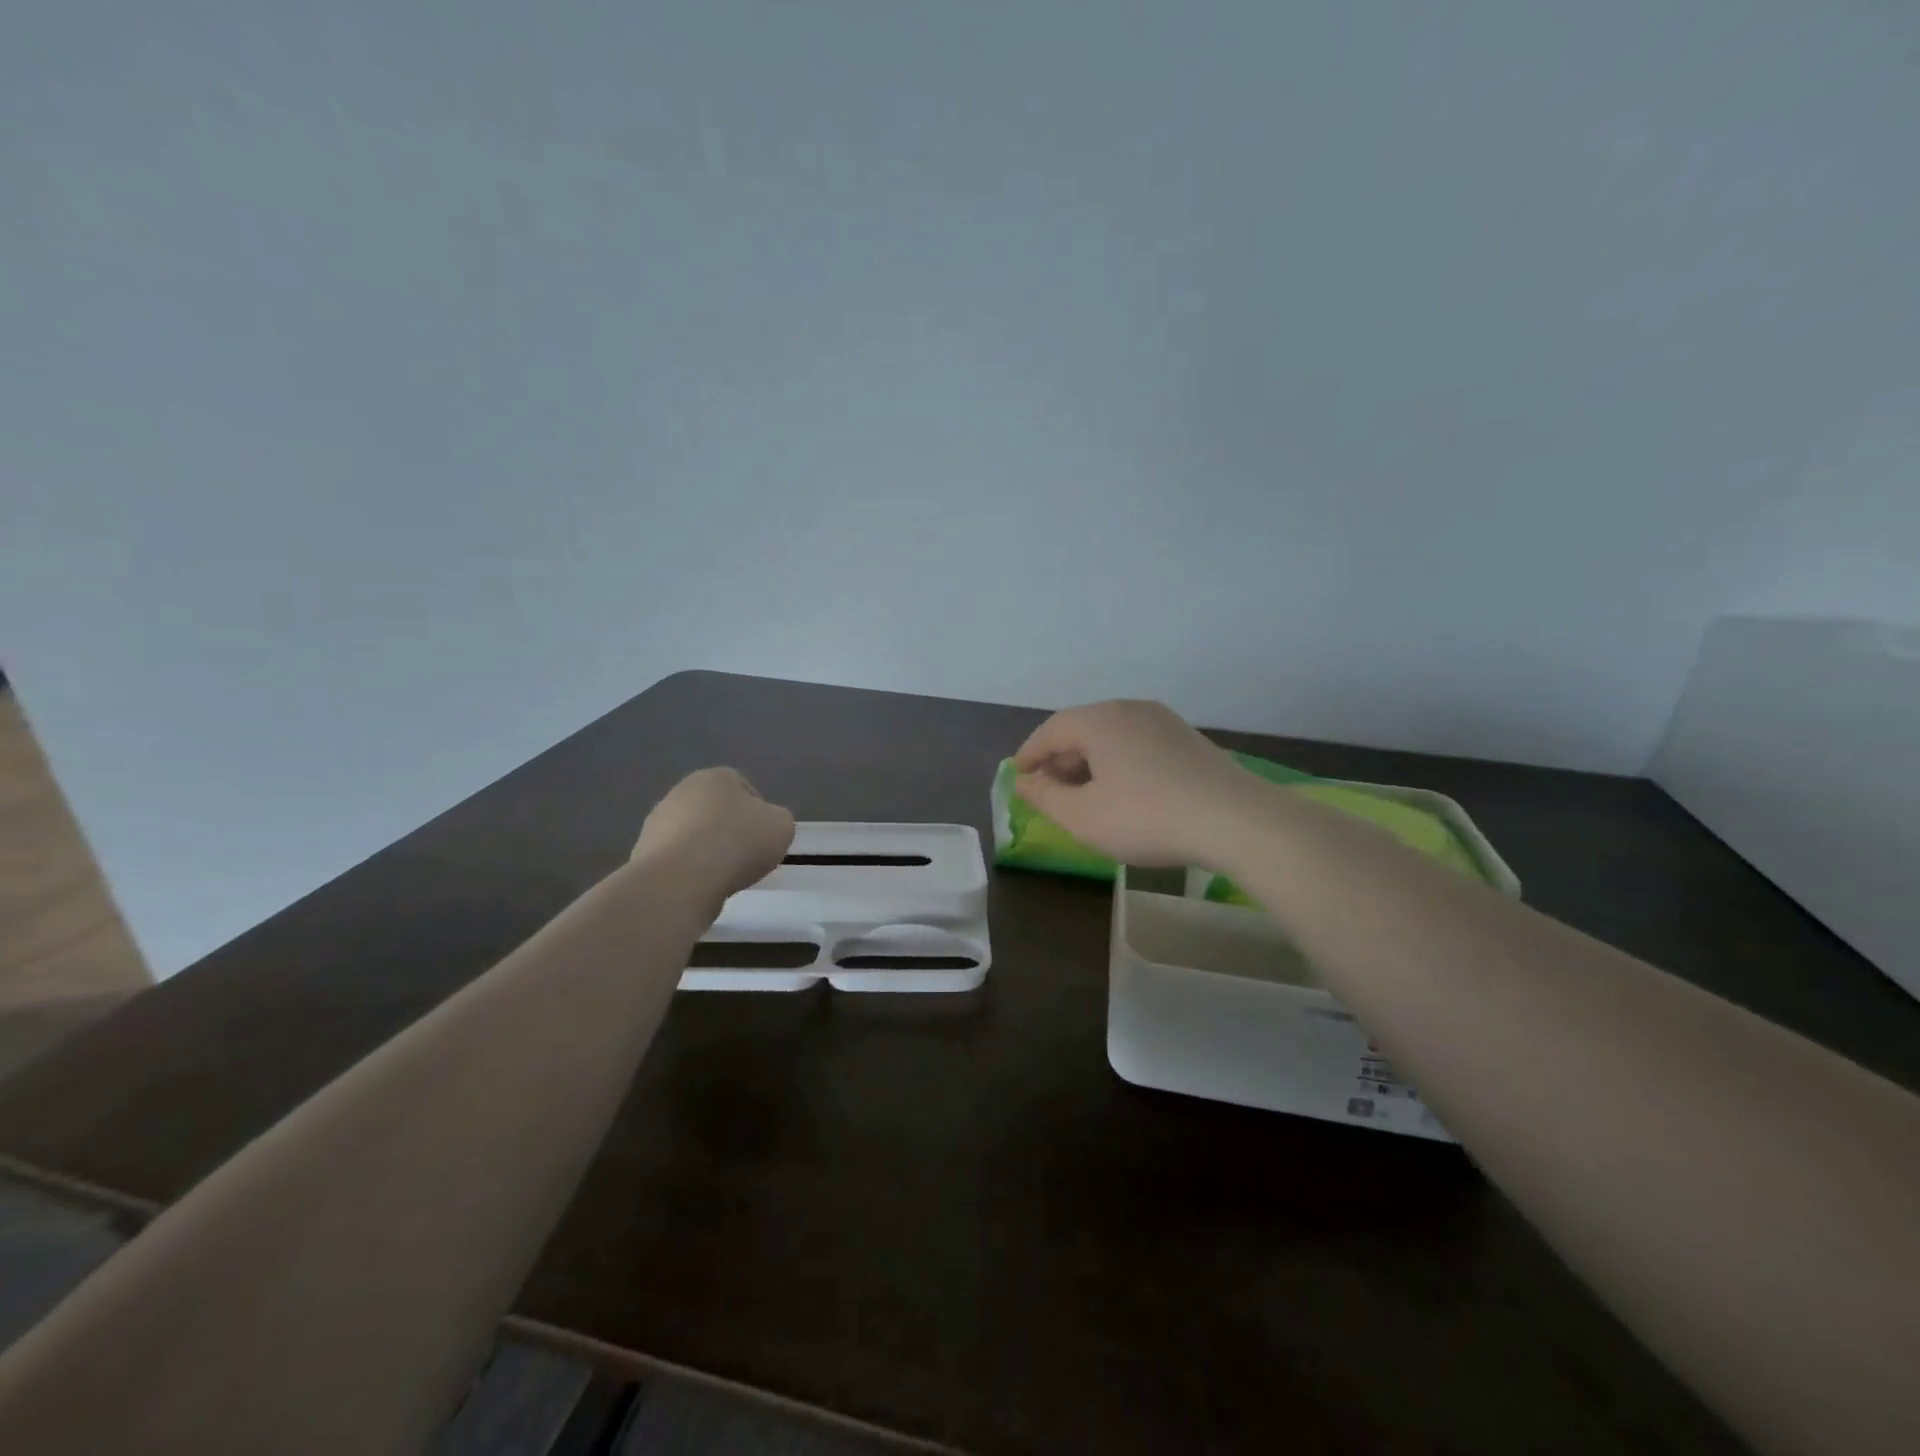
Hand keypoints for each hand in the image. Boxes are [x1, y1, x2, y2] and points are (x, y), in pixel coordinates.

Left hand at [632, 768, 795, 897]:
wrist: (681, 880)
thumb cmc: (737, 843)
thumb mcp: (782, 826)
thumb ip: (776, 820)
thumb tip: (764, 825)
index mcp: (716, 777)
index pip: (743, 787)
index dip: (758, 813)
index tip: (765, 837)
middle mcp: (681, 791)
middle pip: (715, 810)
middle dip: (729, 830)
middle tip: (746, 857)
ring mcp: (657, 822)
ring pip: (693, 834)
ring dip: (707, 851)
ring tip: (723, 876)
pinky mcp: (643, 853)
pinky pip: (677, 859)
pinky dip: (689, 870)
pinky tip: (700, 886)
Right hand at [1014, 700, 1252, 867]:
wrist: (1235, 821)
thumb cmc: (1146, 817)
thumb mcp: (1084, 816)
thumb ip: (1046, 797)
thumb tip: (1025, 782)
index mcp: (1100, 720)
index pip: (1051, 730)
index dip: (1030, 754)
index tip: (1018, 777)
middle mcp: (1130, 710)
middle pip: (1082, 729)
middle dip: (1060, 760)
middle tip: (1048, 792)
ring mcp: (1164, 722)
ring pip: (1111, 738)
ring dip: (1089, 764)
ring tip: (1083, 796)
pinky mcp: (1188, 740)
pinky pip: (1138, 745)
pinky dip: (1118, 764)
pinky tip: (1122, 793)